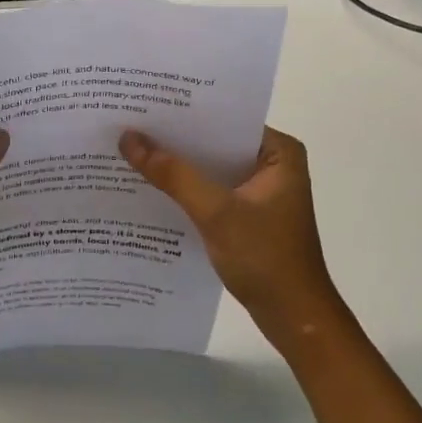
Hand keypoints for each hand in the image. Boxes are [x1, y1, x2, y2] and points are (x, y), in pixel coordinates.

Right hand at [119, 126, 350, 351]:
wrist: (293, 319)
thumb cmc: (265, 258)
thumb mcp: (216, 212)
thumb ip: (173, 174)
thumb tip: (128, 138)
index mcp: (279, 151)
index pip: (225, 119)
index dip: (185, 112)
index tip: (144, 103)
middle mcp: (272, 163)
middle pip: (215, 142)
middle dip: (175, 139)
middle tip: (128, 123)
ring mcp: (259, 191)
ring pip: (210, 168)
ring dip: (177, 165)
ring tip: (130, 149)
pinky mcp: (247, 214)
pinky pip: (210, 190)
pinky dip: (185, 189)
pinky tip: (150, 186)